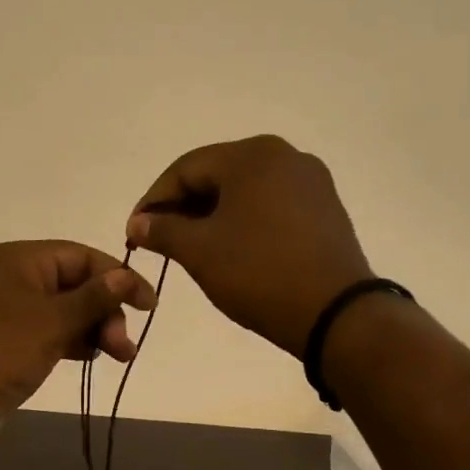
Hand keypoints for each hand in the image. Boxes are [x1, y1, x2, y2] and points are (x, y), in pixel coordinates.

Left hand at [0, 241, 157, 457]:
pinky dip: (76, 341)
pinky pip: (54, 332)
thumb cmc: (0, 352)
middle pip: (77, 283)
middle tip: (123, 346)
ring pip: (68, 311)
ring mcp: (13, 311)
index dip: (119, 277)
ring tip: (119, 356)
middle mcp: (16, 278)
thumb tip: (126, 274)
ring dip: (96, 329)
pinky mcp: (12, 341)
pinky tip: (93, 357)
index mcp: (21, 259)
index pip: (82, 256)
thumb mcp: (52, 322)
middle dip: (106, 311)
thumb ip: (94, 298)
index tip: (149, 306)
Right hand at [127, 135, 371, 357]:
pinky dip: (244, 222)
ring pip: (245, 191)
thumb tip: (138, 222)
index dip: (154, 199)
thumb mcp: (200, 251)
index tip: (134, 231)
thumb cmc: (259, 273)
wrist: (336, 314)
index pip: (185, 169)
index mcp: (252, 155)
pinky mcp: (326, 209)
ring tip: (192, 248)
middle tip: (161, 241)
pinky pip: (272, 205)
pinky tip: (233, 249)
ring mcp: (311, 181)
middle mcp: (285, 156)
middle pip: (217, 175)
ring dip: (213, 216)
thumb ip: (163, 230)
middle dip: (184, 207)